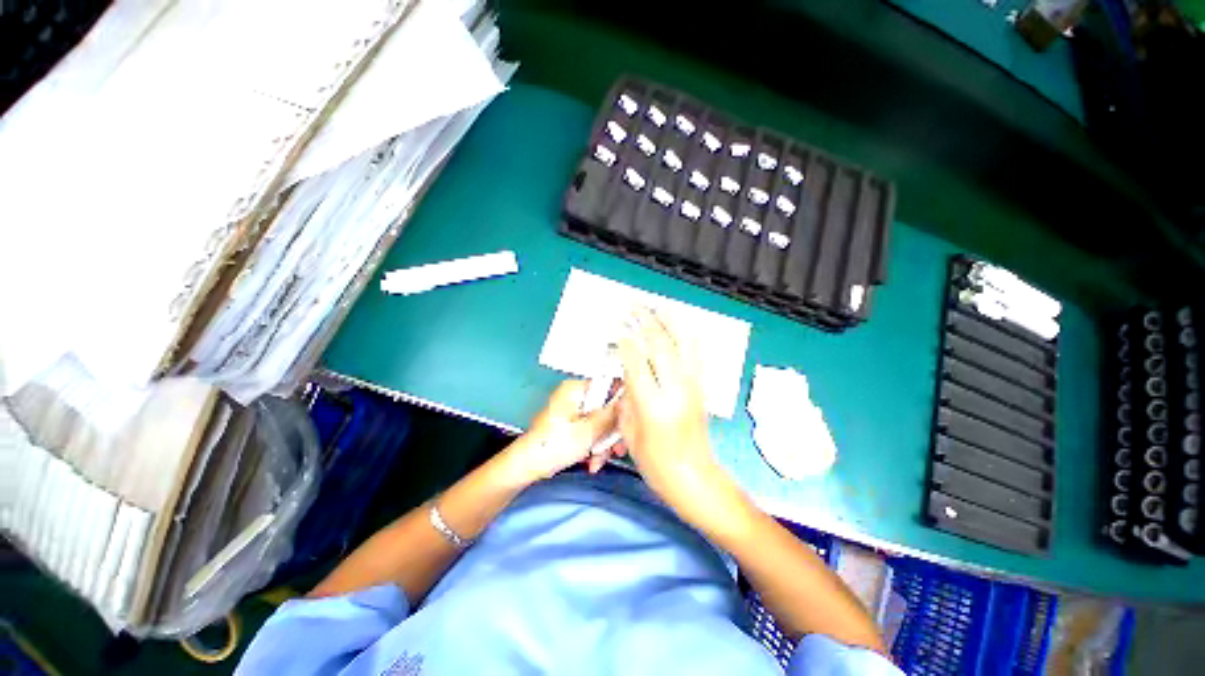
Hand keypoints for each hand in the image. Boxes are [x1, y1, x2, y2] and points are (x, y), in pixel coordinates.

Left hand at [499, 380, 618, 486]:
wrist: (526, 466)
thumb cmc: (554, 444)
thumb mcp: (589, 430)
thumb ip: (611, 415)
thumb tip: (629, 401)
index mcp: (576, 389)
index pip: (608, 386)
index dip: (621, 404)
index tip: (628, 422)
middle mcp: (575, 395)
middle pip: (606, 408)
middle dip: (611, 432)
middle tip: (616, 450)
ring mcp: (572, 410)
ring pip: (599, 422)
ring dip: (603, 443)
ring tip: (599, 461)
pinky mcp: (570, 424)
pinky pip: (590, 430)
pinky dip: (593, 445)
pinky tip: (592, 462)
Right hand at [615, 308, 735, 519]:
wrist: (694, 477)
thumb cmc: (655, 462)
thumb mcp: (630, 433)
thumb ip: (627, 399)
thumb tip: (626, 374)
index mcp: (652, 405)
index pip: (637, 362)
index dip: (626, 342)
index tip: (619, 330)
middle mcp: (675, 390)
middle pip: (660, 346)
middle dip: (645, 323)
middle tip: (633, 308)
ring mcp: (692, 387)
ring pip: (683, 345)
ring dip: (670, 322)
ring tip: (659, 306)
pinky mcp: (701, 388)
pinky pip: (695, 354)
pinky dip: (686, 336)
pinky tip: (679, 326)